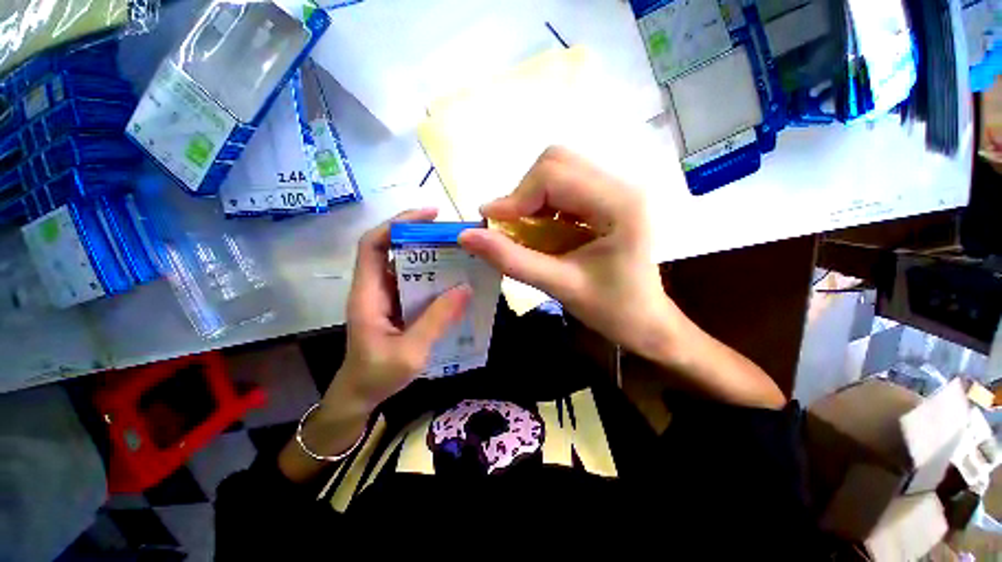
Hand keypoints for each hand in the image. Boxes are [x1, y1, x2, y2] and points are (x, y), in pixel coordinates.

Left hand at [330, 209, 471, 411]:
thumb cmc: (377, 375)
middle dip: (420, 235)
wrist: (360, 395)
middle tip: (453, 235)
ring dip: (430, 256)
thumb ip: (436, 320)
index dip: (397, 224)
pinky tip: (454, 281)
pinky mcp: (397, 305)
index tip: (429, 215)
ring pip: (405, 265)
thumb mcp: (410, 352)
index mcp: (368, 295)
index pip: (373, 245)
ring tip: (459, 253)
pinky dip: (433, 276)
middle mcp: (375, 288)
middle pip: (391, 248)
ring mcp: (386, 297)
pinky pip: (415, 283)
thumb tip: (465, 288)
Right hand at [458, 147, 683, 360]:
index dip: (516, 197)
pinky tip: (543, 230)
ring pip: (558, 170)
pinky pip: (565, 186)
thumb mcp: (559, 286)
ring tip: (526, 232)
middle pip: (556, 162)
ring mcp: (617, 189)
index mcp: (619, 203)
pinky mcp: (608, 198)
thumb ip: (511, 260)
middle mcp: (622, 184)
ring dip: (532, 198)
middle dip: (524, 194)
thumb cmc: (612, 310)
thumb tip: (466, 236)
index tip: (491, 225)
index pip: (554, 174)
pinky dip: (544, 204)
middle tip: (511, 229)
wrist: (646, 321)